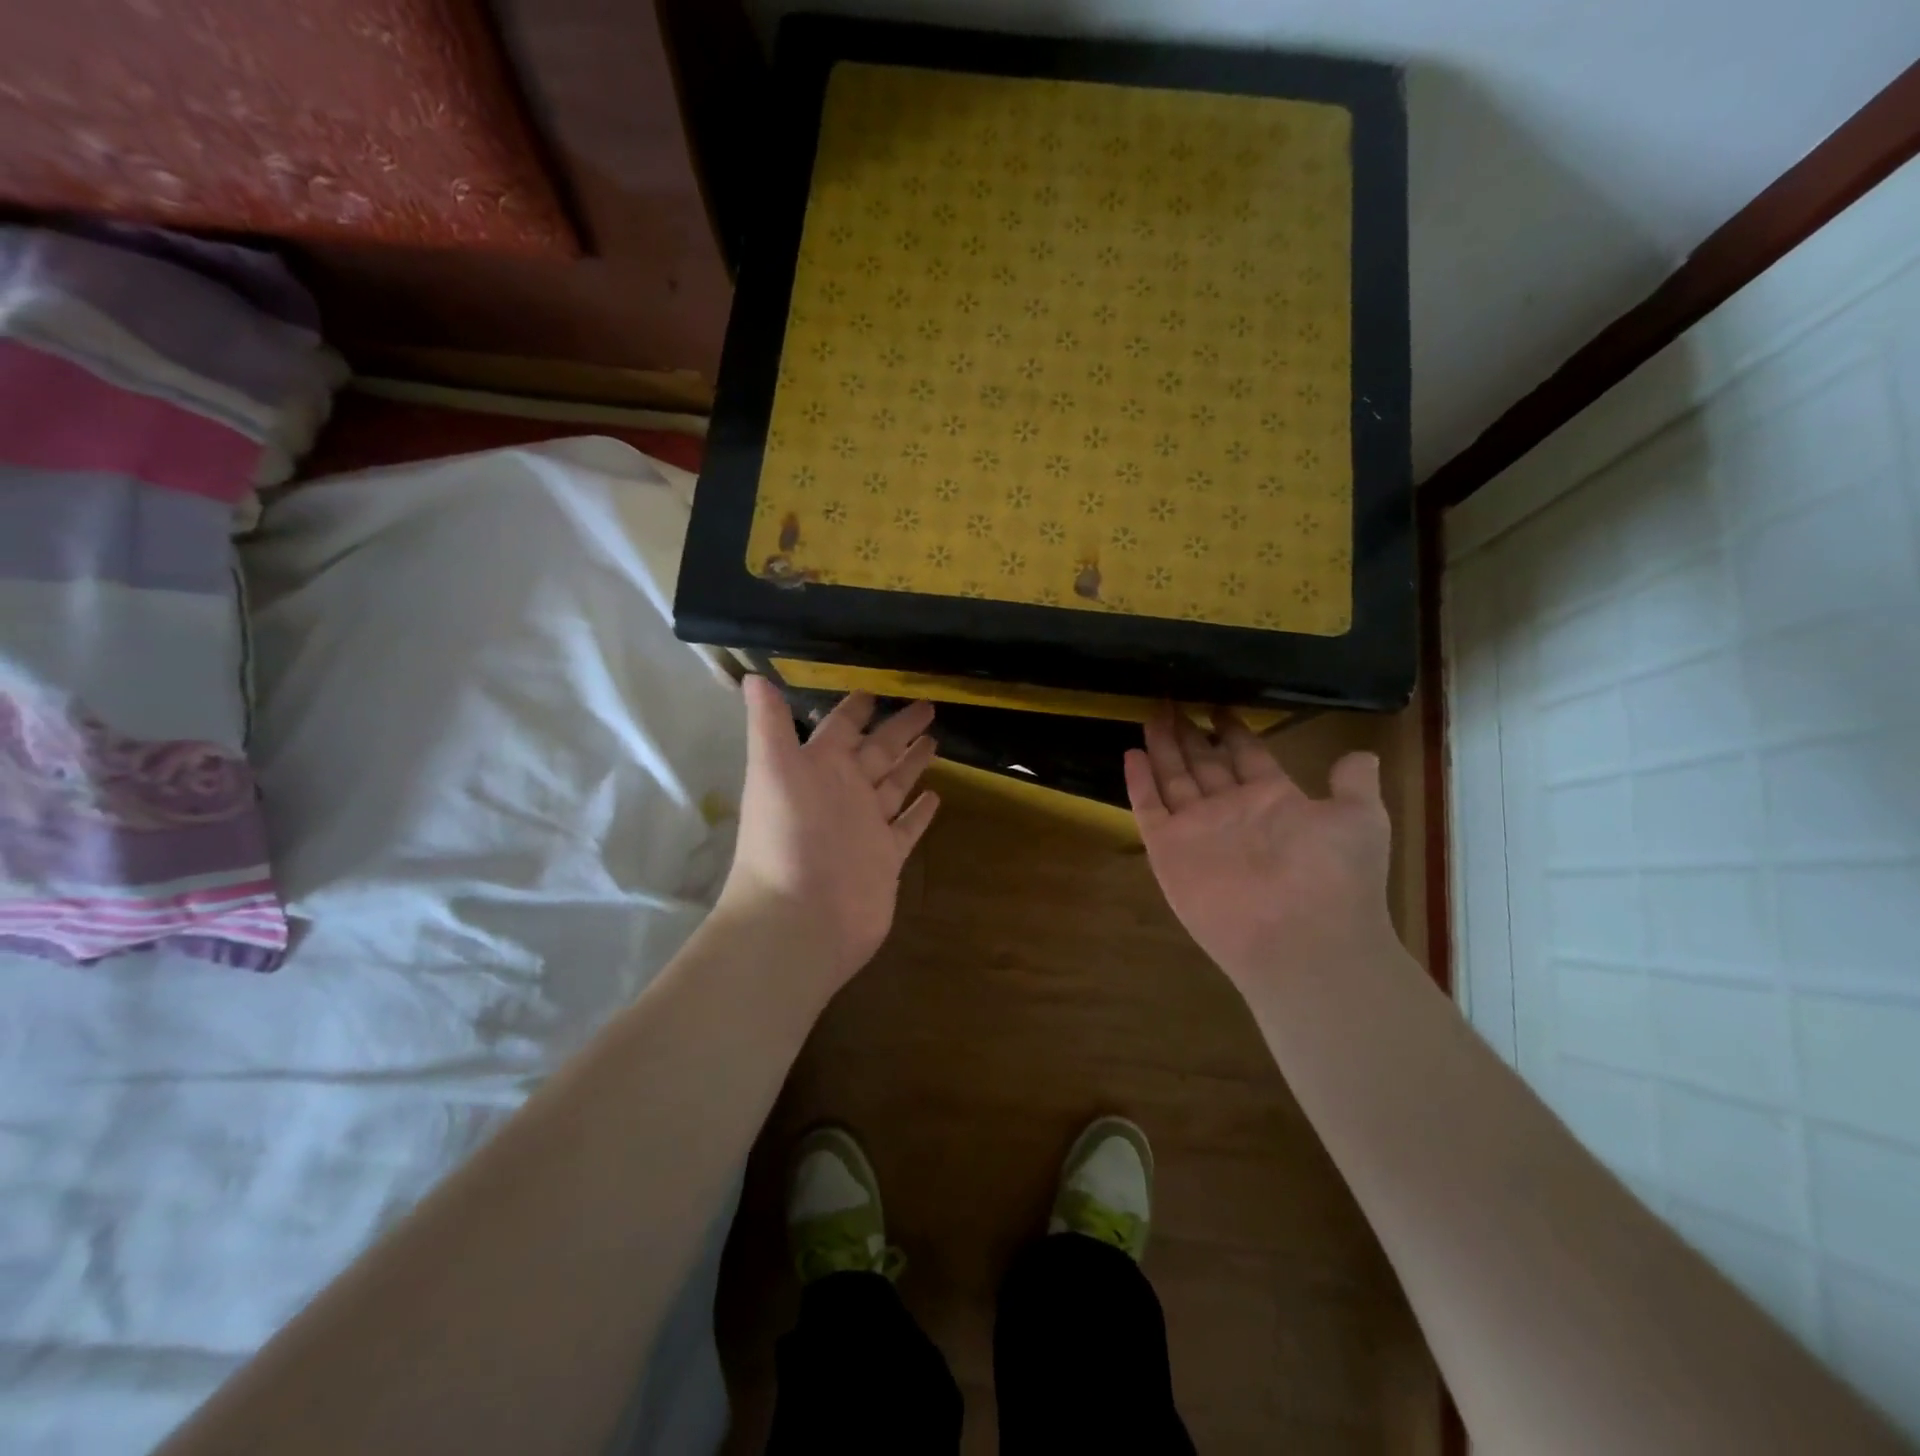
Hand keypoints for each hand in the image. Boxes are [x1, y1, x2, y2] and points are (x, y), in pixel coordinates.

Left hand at [716, 677, 940, 993]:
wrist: (799, 919)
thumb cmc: (786, 839)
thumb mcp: (773, 770)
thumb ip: (769, 724)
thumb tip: (754, 675)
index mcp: (817, 768)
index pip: (841, 727)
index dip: (857, 706)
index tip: (879, 686)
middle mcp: (842, 792)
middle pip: (876, 751)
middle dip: (898, 729)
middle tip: (928, 705)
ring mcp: (866, 826)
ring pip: (894, 785)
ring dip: (911, 763)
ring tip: (936, 741)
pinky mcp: (886, 858)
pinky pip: (907, 827)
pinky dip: (920, 812)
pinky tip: (936, 796)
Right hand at [1125, 705, 1396, 992]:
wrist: (1300, 938)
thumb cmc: (1333, 875)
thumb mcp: (1360, 820)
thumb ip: (1354, 785)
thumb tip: (1362, 756)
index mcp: (1273, 799)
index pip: (1246, 755)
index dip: (1232, 730)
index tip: (1218, 705)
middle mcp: (1232, 810)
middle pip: (1203, 763)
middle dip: (1188, 733)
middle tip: (1171, 701)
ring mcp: (1198, 829)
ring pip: (1174, 778)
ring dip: (1161, 747)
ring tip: (1150, 714)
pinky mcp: (1168, 849)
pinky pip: (1149, 808)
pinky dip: (1138, 782)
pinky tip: (1130, 753)